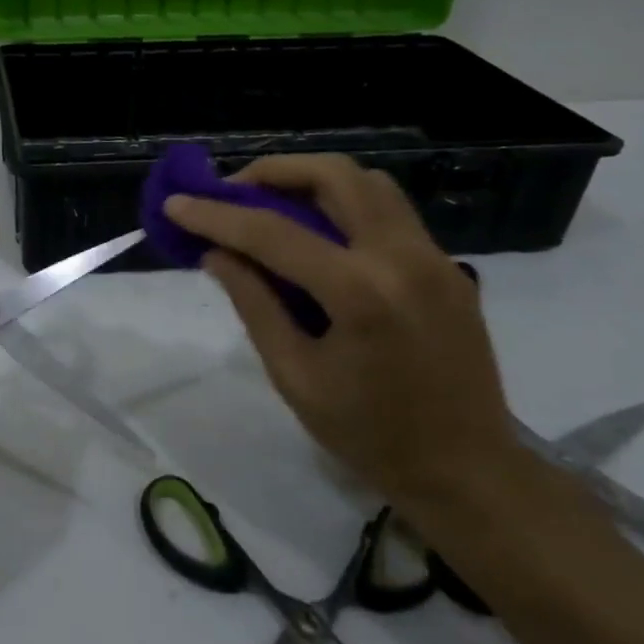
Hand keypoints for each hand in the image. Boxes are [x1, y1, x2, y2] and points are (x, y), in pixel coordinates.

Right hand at [163, 155, 516, 508]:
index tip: (176, 203)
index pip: (273, 233)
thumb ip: (254, 304)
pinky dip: (346, 205)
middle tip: (233, 192)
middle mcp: (402, 257)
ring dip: (313, 181)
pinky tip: (320, 236)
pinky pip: (390, 212)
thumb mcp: (294, 375)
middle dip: (273, 172)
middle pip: (334, 175)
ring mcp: (434, 257)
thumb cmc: (369, 436)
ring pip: (368, 182)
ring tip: (273, 205)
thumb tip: (216, 254)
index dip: (216, 216)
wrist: (468, 472)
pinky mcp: (448, 266)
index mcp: (361, 293)